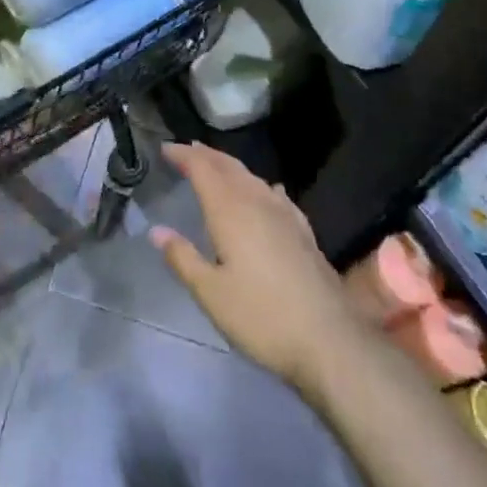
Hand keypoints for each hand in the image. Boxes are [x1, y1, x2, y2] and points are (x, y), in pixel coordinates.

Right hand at [152, 143, 368, 396]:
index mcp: (230, 211)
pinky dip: (259, 185)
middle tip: (186, 150)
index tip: (166, 148)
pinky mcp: (303, 230)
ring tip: (216, 166)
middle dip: (206, 155)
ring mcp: (284, 214)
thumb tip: (157, 231)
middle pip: (228, 166)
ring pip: (252, 177)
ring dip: (230, 167)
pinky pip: (274, 193)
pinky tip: (266, 191)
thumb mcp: (211, 294)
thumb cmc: (261, 316)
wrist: (329, 337)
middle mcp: (257, 201)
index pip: (203, 169)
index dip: (184, 156)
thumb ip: (183, 258)